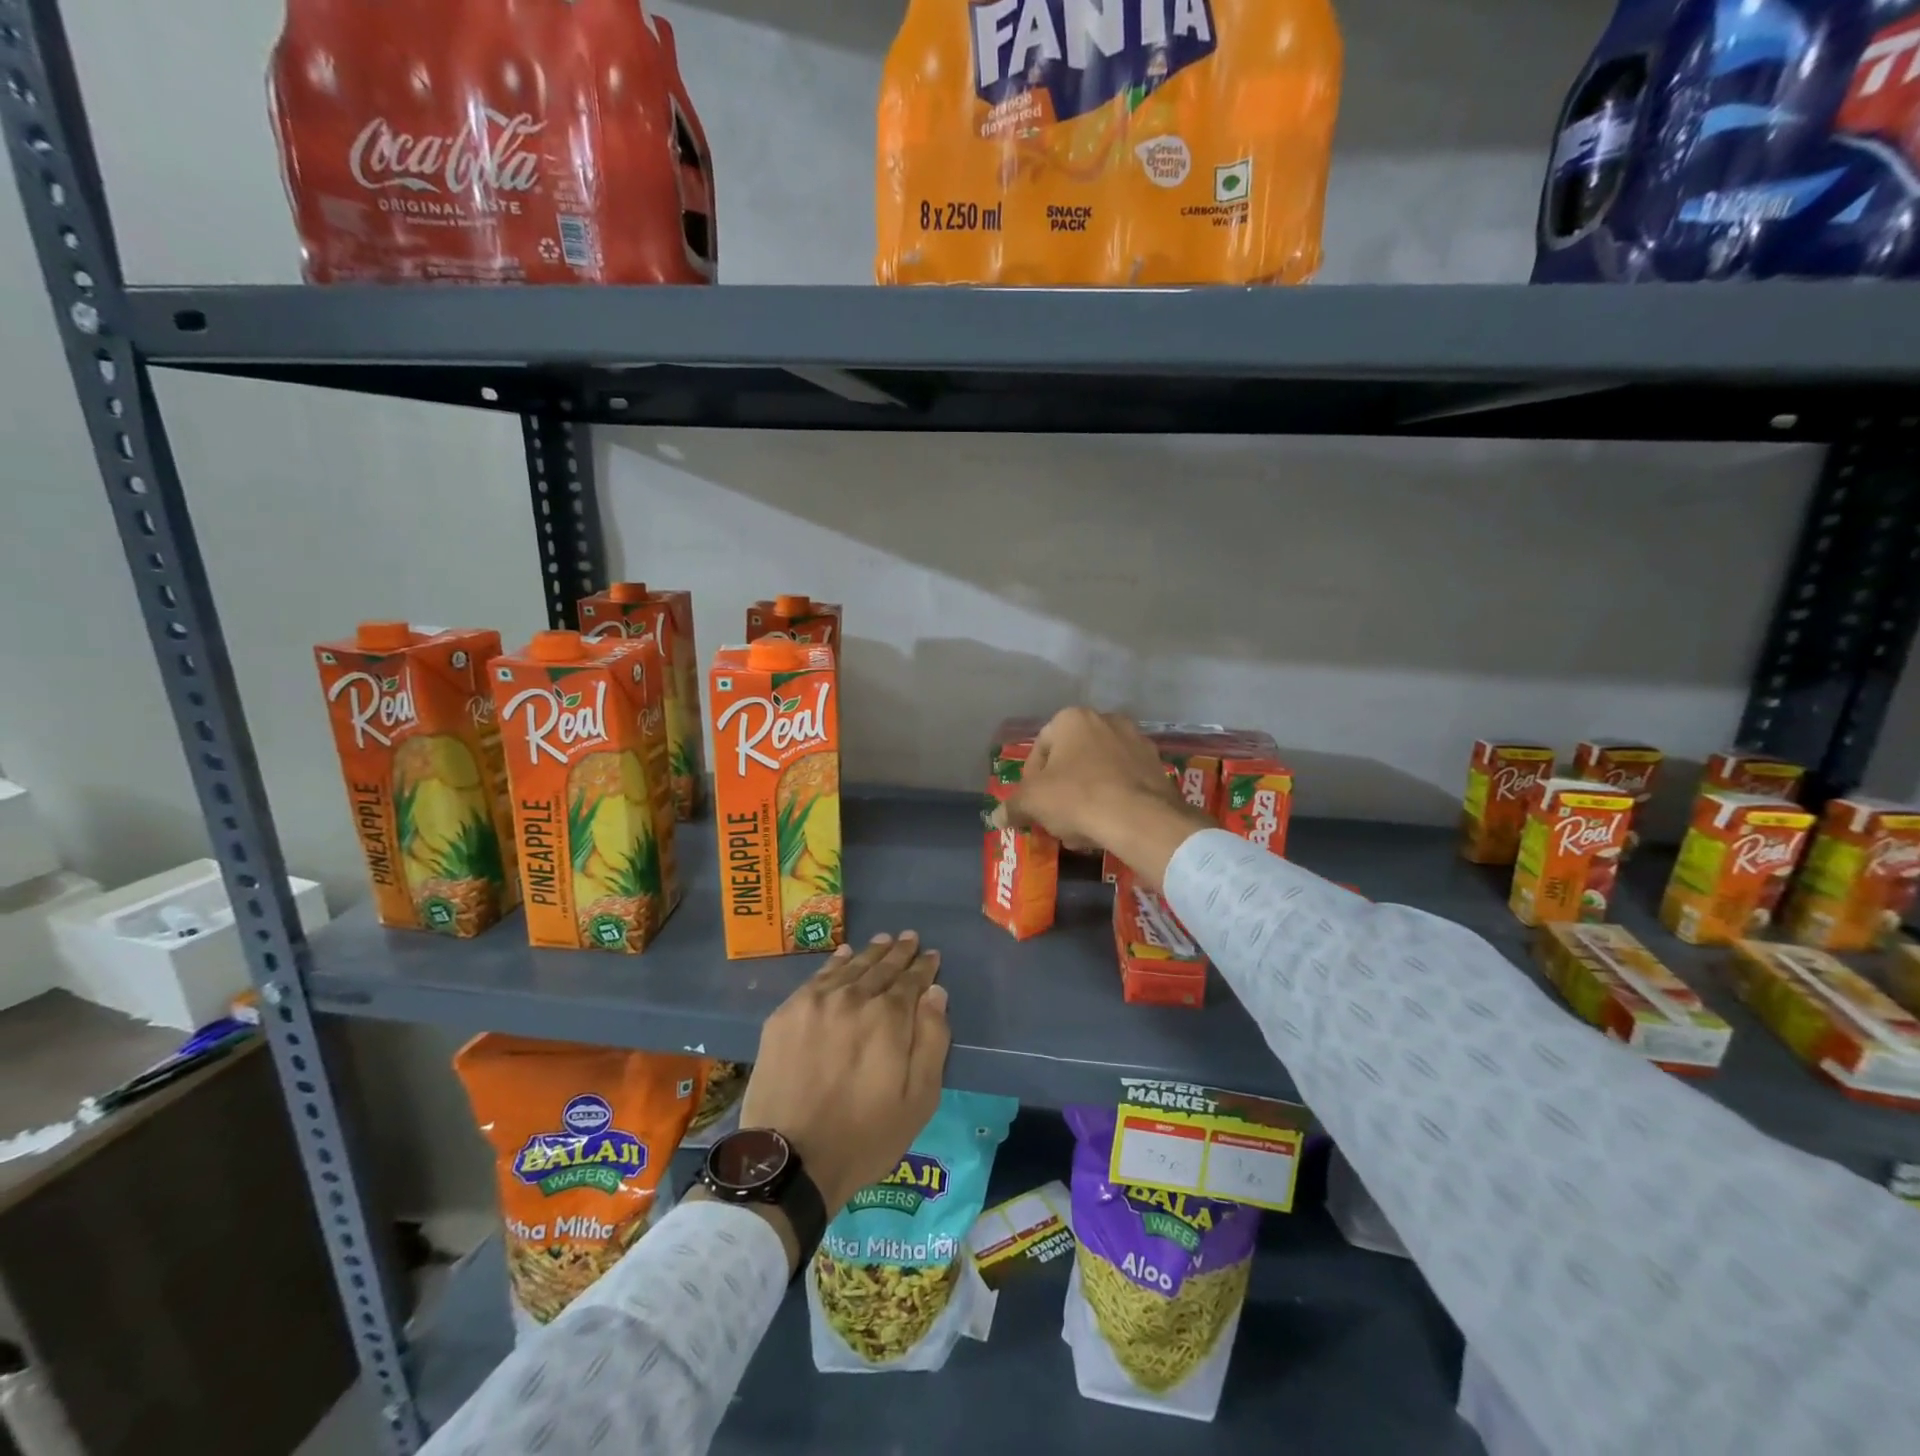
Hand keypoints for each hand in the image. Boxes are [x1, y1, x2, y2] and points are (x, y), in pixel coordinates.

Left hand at [739, 932, 949, 1215]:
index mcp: (889, 1018)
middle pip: (881, 967)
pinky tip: (843, 956)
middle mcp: (853, 998)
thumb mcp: (918, 1100)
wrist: (789, 1160)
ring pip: (850, 967)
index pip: (912, 981)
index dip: (924, 967)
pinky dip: (835, 963)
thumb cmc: (864, 1137)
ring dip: (869, 953)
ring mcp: (816, 1003)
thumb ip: (932, 1040)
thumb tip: (935, 993)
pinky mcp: (786, 1014)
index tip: (931, 955)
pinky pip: (817, 977)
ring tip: (883, 941)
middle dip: (899, 953)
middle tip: (909, 938)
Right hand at [991, 708, 1212, 887]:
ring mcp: (1136, 741)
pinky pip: (1124, 782)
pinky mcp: (1157, 765)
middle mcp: (1106, 720)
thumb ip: (1012, 806)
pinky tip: (1107, 827)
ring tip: (1082, 829)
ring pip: (1099, 771)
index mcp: (1072, 718)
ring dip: (1086, 796)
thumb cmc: (1077, 798)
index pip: (1041, 748)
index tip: (1033, 805)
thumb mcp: (1033, 802)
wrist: (1140, 819)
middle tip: (1056, 818)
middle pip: (1072, 759)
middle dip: (1061, 789)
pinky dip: (1113, 799)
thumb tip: (996, 816)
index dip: (1031, 780)